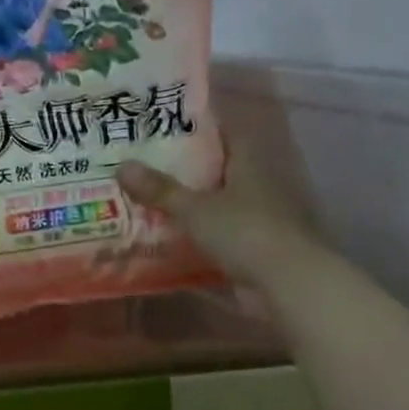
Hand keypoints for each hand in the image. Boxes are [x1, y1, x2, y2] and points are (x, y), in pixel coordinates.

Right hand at [116, 131, 311, 282]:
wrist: (287, 284)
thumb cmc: (245, 232)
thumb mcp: (195, 209)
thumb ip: (160, 190)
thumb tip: (122, 165)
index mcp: (248, 166)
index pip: (226, 135)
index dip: (200, 127)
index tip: (167, 125)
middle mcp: (256, 187)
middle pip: (217, 169)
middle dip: (186, 168)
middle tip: (145, 163)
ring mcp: (257, 219)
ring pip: (216, 203)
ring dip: (189, 203)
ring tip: (148, 199)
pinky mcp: (252, 249)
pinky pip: (216, 234)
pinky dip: (194, 235)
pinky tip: (165, 237)